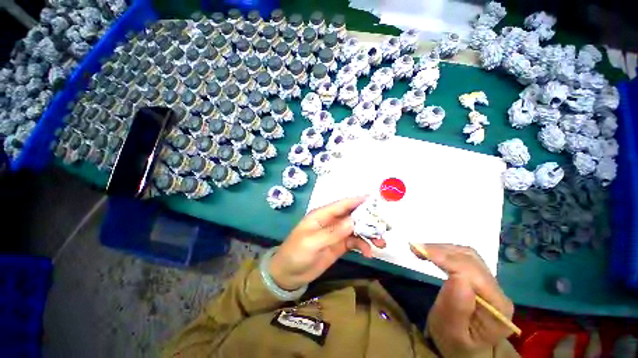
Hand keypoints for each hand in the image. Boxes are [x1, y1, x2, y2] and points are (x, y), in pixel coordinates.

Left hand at [269, 196, 386, 290]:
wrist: (288, 274)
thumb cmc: (296, 254)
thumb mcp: (312, 243)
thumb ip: (332, 232)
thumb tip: (353, 221)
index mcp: (322, 215)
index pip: (342, 204)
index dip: (358, 200)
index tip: (374, 199)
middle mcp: (331, 221)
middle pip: (353, 216)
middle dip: (368, 219)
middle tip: (384, 226)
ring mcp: (336, 233)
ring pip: (356, 229)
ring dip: (369, 234)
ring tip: (381, 243)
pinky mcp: (339, 245)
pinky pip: (354, 242)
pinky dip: (363, 245)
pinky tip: (368, 253)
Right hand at [411, 244, 513, 357]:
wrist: (464, 348)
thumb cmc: (455, 344)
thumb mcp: (451, 333)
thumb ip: (456, 308)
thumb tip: (456, 277)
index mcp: (497, 308)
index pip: (473, 274)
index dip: (447, 259)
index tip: (420, 251)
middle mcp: (498, 291)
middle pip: (471, 260)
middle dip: (441, 251)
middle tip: (415, 248)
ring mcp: (491, 283)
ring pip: (467, 254)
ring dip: (442, 249)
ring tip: (420, 250)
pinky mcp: (480, 277)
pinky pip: (464, 257)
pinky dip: (445, 251)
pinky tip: (432, 253)